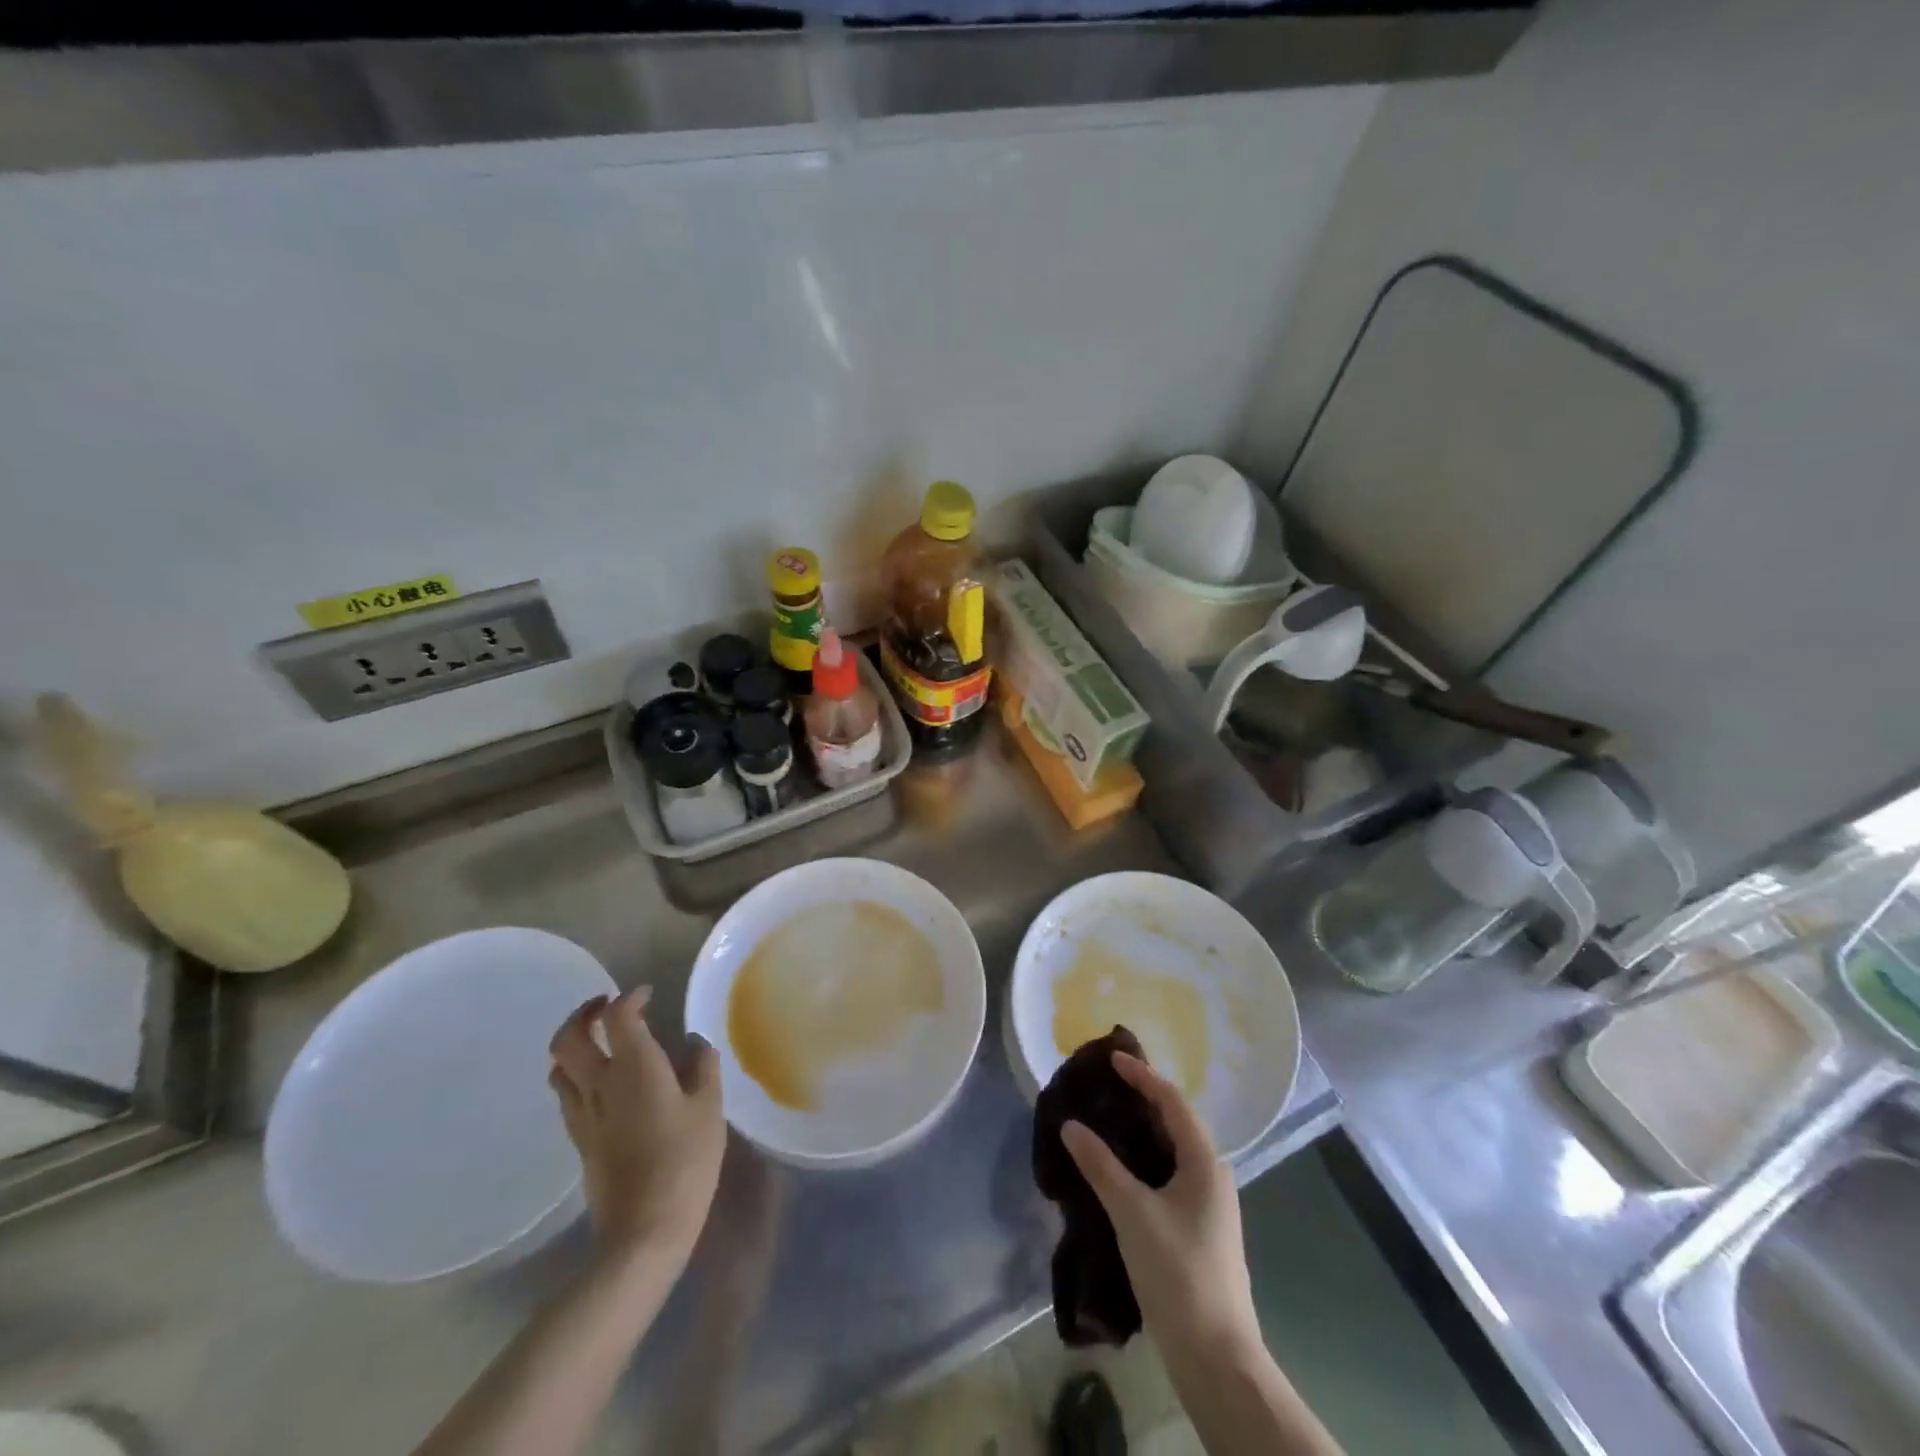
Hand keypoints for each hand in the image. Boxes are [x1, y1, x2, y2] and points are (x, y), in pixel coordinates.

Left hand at [548, 989, 725, 1262]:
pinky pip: (566, 1094)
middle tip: (606, 1006)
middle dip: (583, 1014)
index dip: (629, 998)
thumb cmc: (685, 1161)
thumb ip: (702, 1068)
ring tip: (597, 1040)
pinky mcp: (578, 1141)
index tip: (646, 995)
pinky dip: (574, 1075)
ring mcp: (583, 1115)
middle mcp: (600, 1084)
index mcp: (634, 1067)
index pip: (617, 1017)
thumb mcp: (709, 1109)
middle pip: (569, 1038)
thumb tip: (695, 1043)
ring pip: (558, 1067)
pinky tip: (599, 1083)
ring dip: (572, 1044)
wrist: (643, 1230)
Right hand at [1060, 1052, 1260, 1358]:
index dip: (1142, 1075)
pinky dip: (1146, 1160)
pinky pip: (1171, 1175)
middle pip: (1177, 1121)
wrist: (1216, 1356)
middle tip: (1106, 1086)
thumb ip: (1100, 1165)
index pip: (1172, 1101)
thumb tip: (1070, 1124)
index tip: (1112, 1058)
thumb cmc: (1177, 1272)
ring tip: (1108, 1120)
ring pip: (1173, 1151)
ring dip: (1144, 1131)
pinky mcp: (1200, 1229)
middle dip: (1143, 1099)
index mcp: (1205, 1162)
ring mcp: (1210, 1205)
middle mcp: (1213, 1175)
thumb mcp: (1132, 1213)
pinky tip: (1121, 1171)